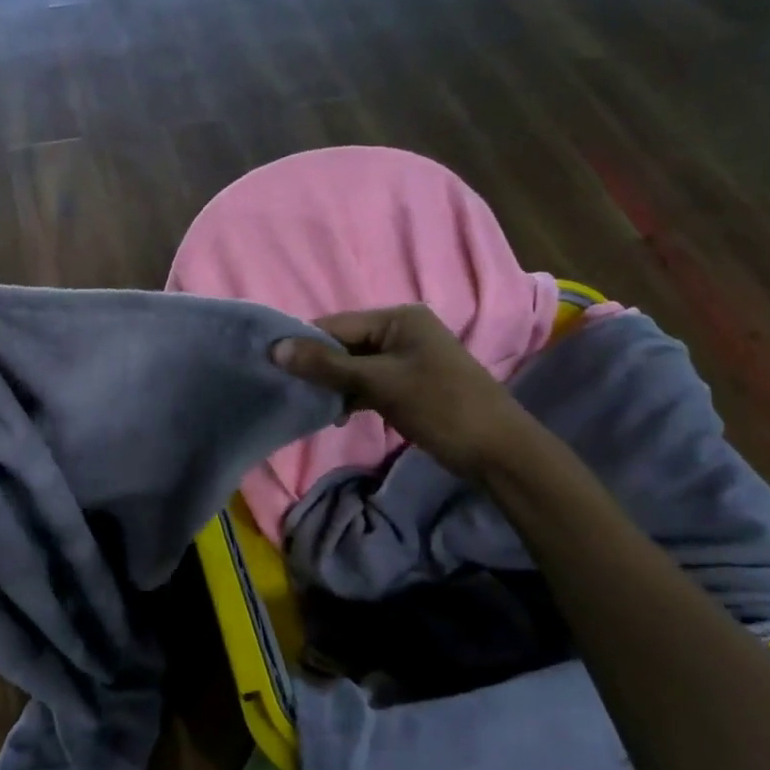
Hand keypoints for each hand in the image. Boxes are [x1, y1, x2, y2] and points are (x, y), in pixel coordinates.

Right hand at [272, 305, 533, 476]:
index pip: (337, 325)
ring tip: (307, 404)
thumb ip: (326, 365)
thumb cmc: (441, 406)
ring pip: (353, 366)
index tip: (271, 364)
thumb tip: (275, 348)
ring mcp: (406, 358)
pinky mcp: (408, 384)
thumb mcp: (380, 383)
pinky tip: (334, 415)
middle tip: (286, 388)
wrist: (498, 451)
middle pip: (344, 344)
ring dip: (332, 384)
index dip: (304, 343)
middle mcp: (401, 331)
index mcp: (399, 318)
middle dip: (317, 366)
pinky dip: (350, 396)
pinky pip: (368, 382)